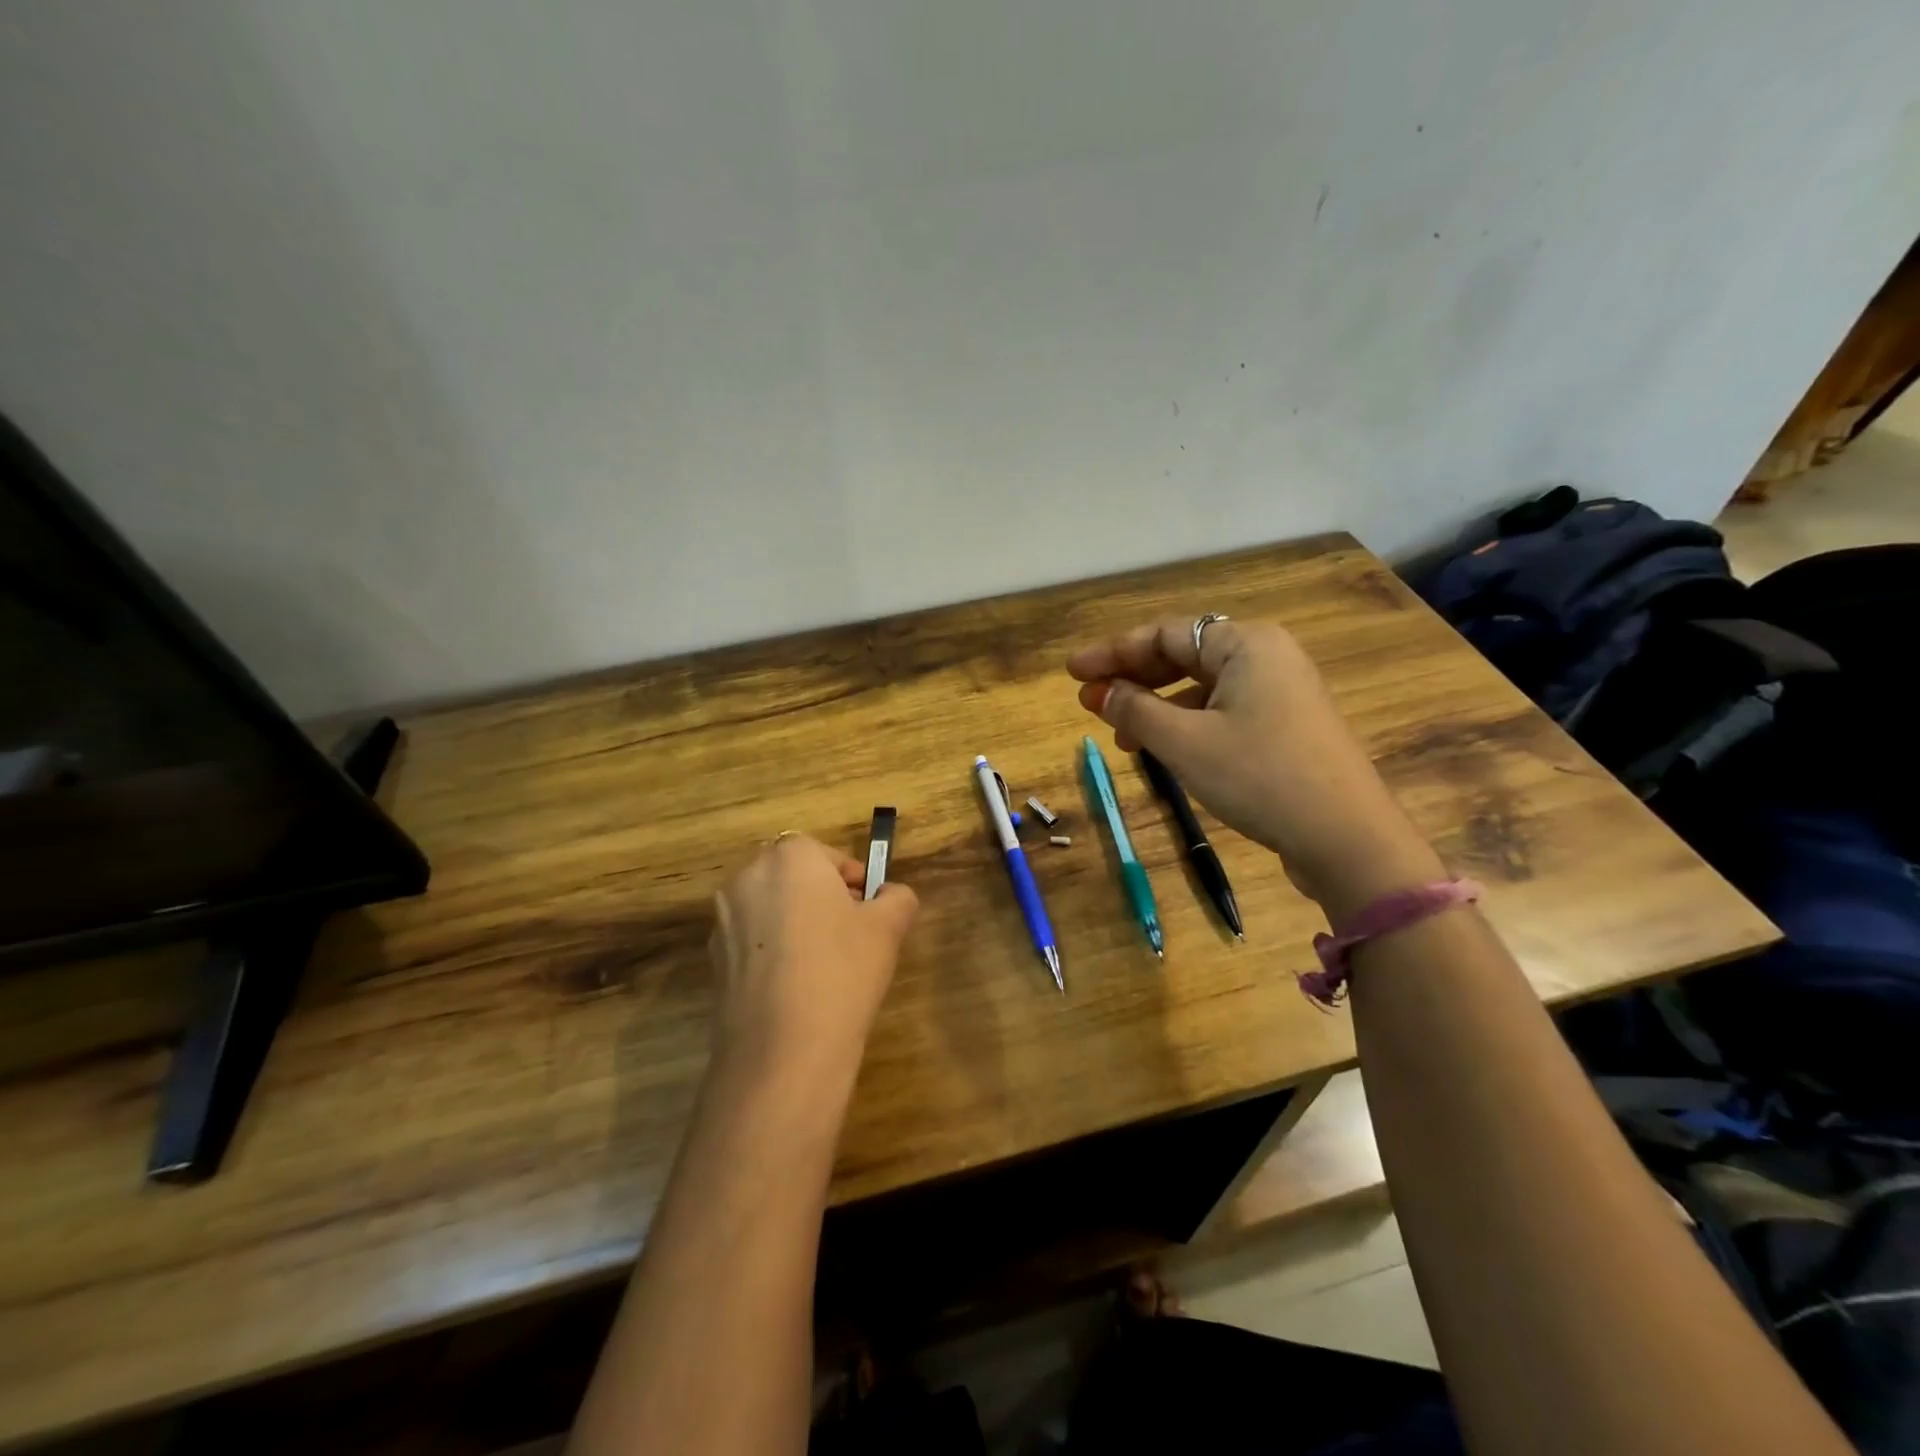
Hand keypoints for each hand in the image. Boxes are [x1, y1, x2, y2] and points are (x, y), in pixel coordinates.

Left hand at [708, 834, 918, 1089]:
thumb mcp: (888, 928)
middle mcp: (748, 877)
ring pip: (770, 908)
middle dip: (822, 898)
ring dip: (795, 924)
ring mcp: (723, 919)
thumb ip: (897, 898)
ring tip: (824, 965)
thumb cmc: (842, 971)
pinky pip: (752, 941)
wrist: (782, 1051)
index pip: (826, 854)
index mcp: (790, 858)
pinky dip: (773, 952)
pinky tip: (795, 988)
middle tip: (852, 934)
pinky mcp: (713, 960)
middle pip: (794, 877)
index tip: (870, 909)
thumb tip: (891, 895)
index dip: (853, 879)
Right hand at [1067, 617, 1441, 918]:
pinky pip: (1223, 709)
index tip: (1071, 672)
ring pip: (1202, 686)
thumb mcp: (1185, 743)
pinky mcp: (1286, 724)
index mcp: (1246, 643)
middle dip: (1133, 677)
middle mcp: (1266, 655)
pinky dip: (1186, 722)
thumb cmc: (1259, 776)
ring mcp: (1281, 691)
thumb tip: (1100, 692)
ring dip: (1156, 705)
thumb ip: (1135, 711)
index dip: (1112, 652)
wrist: (1346, 838)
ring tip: (1120, 735)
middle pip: (1184, 654)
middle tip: (1089, 699)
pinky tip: (1163, 747)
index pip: (1165, 634)